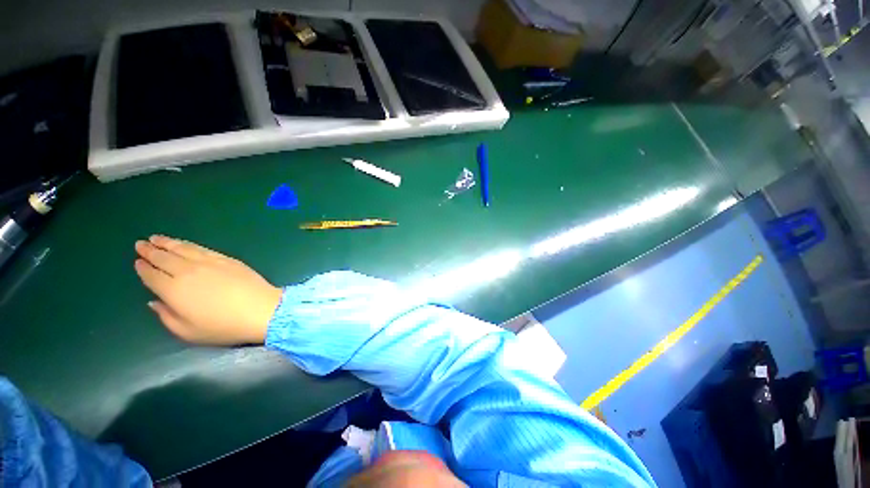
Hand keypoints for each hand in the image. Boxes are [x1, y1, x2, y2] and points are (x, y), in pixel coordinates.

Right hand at [134, 235, 282, 344]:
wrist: (261, 309)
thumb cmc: (223, 326)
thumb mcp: (188, 331)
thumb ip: (166, 316)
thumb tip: (154, 301)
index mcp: (173, 290)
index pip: (152, 275)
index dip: (143, 268)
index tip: (137, 262)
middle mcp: (187, 271)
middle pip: (164, 258)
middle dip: (150, 251)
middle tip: (140, 244)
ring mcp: (209, 262)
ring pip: (182, 249)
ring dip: (167, 243)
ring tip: (156, 238)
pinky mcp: (227, 259)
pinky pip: (202, 248)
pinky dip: (189, 244)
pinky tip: (184, 244)